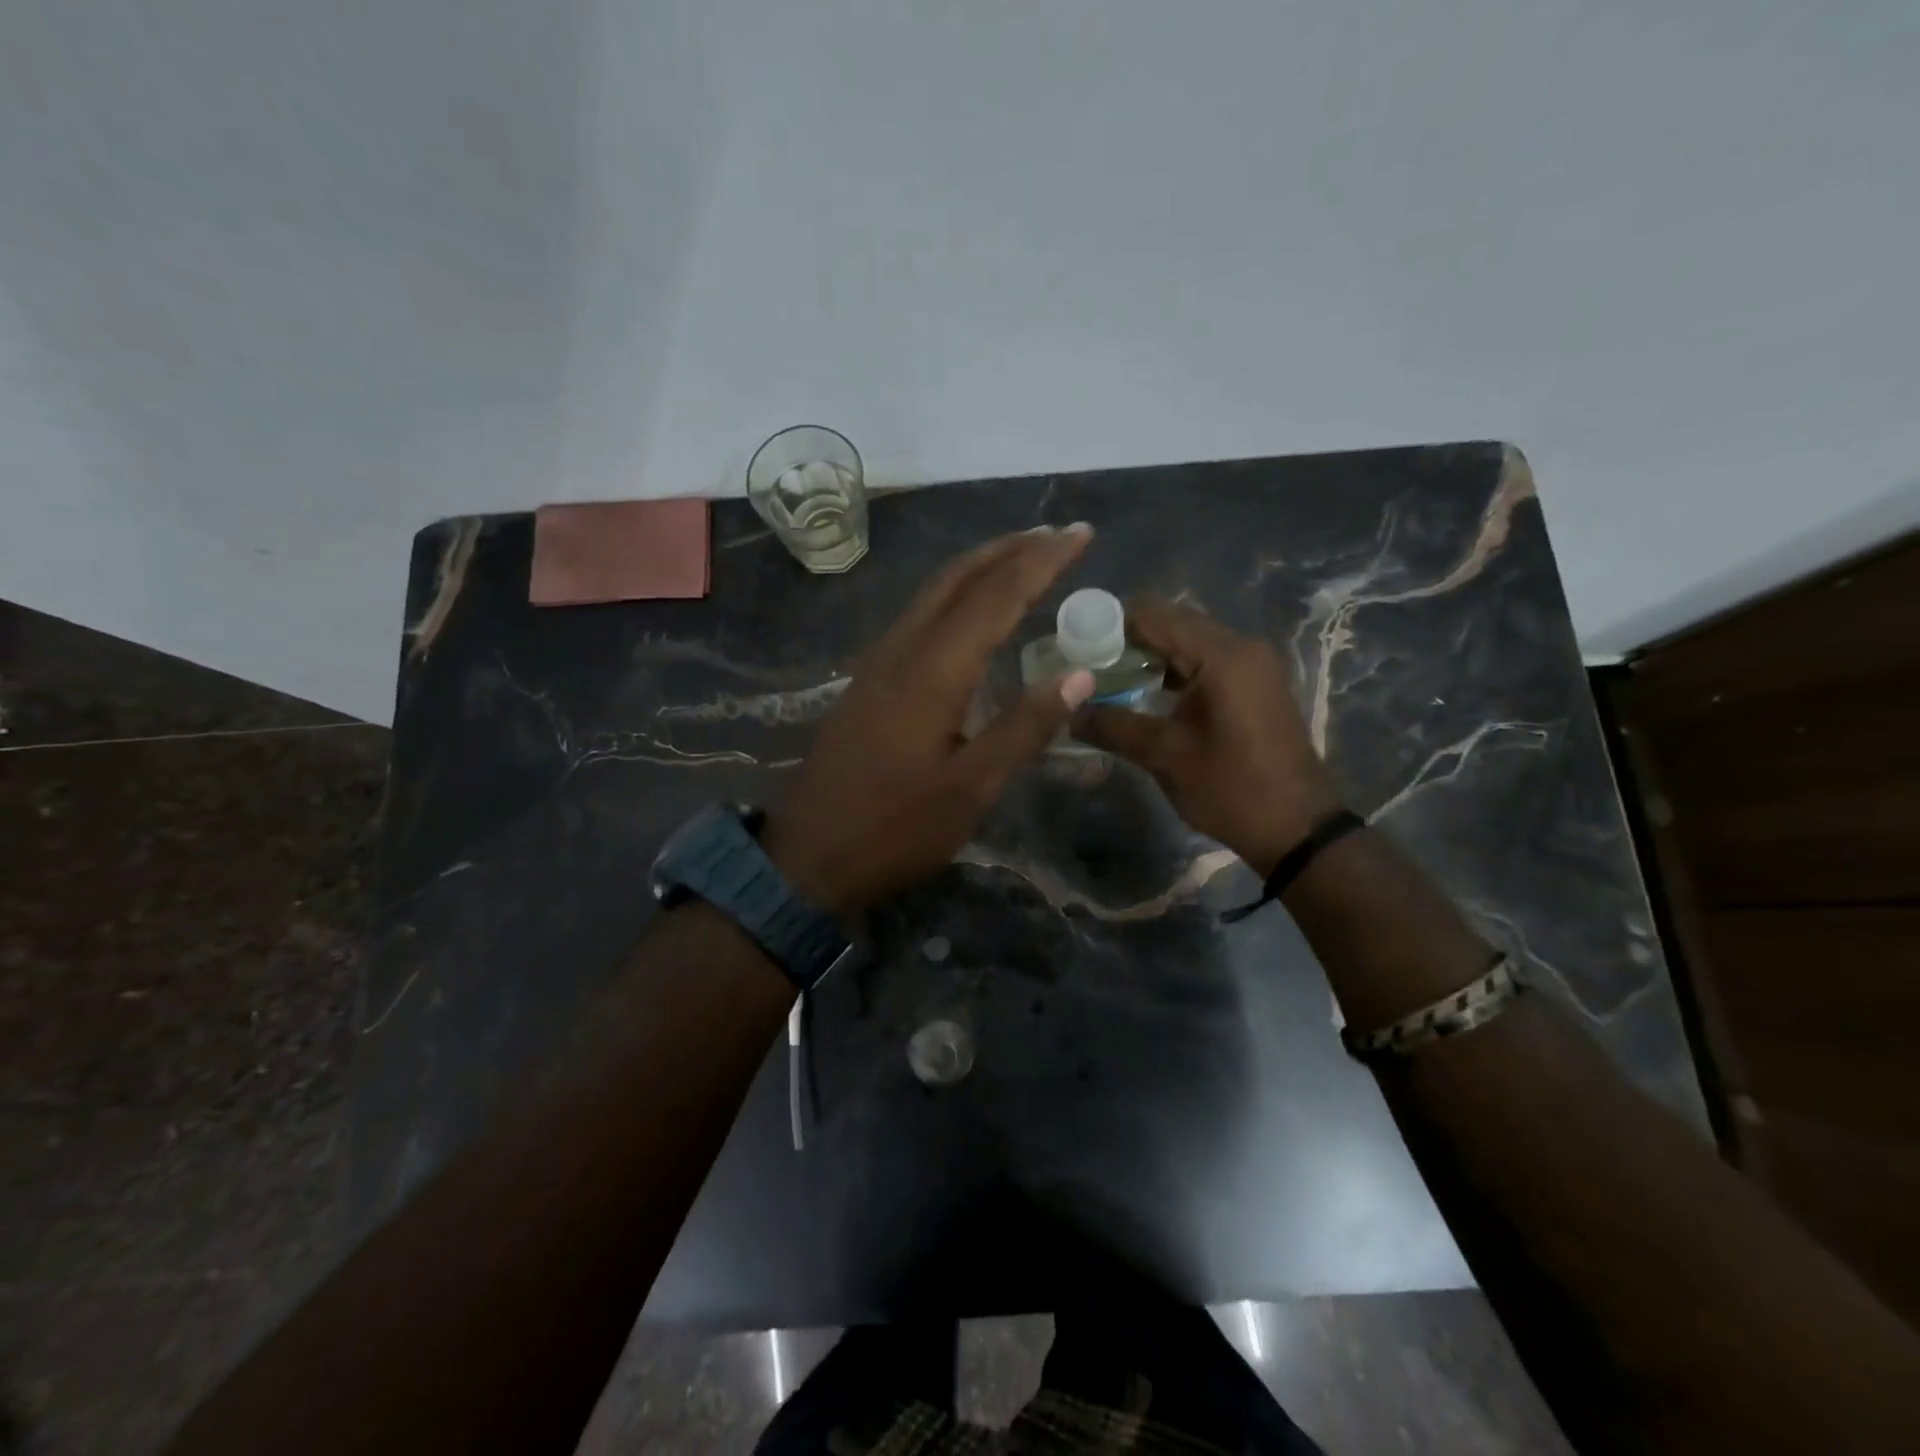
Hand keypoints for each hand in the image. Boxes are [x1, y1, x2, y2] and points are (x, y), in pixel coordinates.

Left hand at [762, 526, 1098, 917]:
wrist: (808, 855)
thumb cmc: (896, 828)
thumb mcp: (972, 787)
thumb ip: (1025, 726)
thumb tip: (1080, 675)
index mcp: (934, 670)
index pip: (997, 596)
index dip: (1042, 561)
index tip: (1082, 534)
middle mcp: (903, 649)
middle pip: (959, 577)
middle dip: (1011, 548)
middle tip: (1059, 536)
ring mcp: (879, 662)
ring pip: (935, 592)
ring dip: (982, 566)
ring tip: (1025, 558)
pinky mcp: (869, 680)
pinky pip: (920, 615)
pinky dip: (957, 595)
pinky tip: (974, 612)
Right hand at [1071, 597, 1340, 875]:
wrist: (1298, 829)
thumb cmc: (1231, 789)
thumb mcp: (1166, 757)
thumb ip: (1114, 727)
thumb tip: (1068, 714)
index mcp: (1221, 656)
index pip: (1153, 617)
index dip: (1109, 627)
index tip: (1074, 646)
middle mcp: (1240, 647)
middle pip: (1172, 624)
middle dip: (1127, 641)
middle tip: (1086, 666)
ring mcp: (1252, 665)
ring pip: (1189, 642)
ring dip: (1150, 656)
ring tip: (1108, 679)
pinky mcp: (1255, 684)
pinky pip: (1206, 662)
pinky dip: (1174, 670)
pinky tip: (1146, 693)